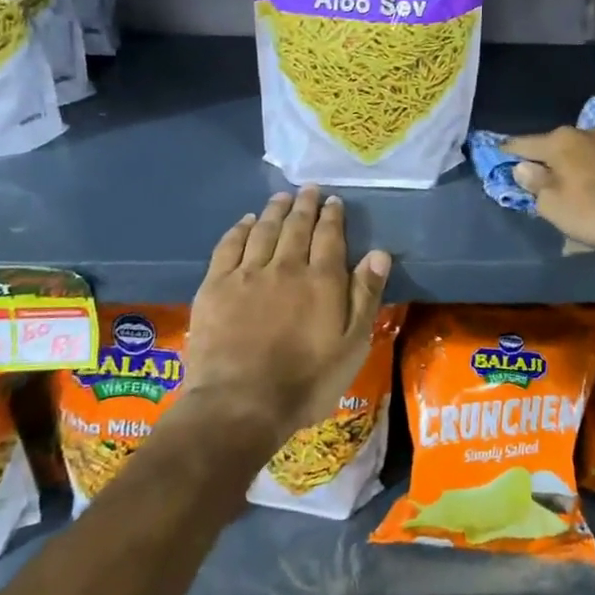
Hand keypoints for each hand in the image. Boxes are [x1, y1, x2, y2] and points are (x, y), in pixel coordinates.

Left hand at [184, 187, 390, 445]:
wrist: (240, 404)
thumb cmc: (307, 381)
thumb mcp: (352, 344)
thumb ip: (365, 296)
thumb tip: (378, 253)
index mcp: (322, 280)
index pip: (329, 236)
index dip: (332, 216)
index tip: (334, 201)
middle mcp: (286, 267)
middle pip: (296, 227)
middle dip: (304, 205)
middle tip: (309, 190)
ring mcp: (247, 275)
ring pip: (263, 230)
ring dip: (275, 210)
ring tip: (281, 197)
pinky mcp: (215, 287)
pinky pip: (229, 246)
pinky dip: (240, 229)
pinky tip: (246, 222)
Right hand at [501, 126, 594, 255]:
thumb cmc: (594, 211)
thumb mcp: (553, 205)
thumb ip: (534, 184)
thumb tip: (523, 167)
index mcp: (560, 141)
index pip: (524, 144)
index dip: (509, 150)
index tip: (500, 151)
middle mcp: (588, 131)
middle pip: (558, 144)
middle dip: (549, 157)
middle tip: (542, 174)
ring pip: (588, 149)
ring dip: (580, 161)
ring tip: (578, 179)